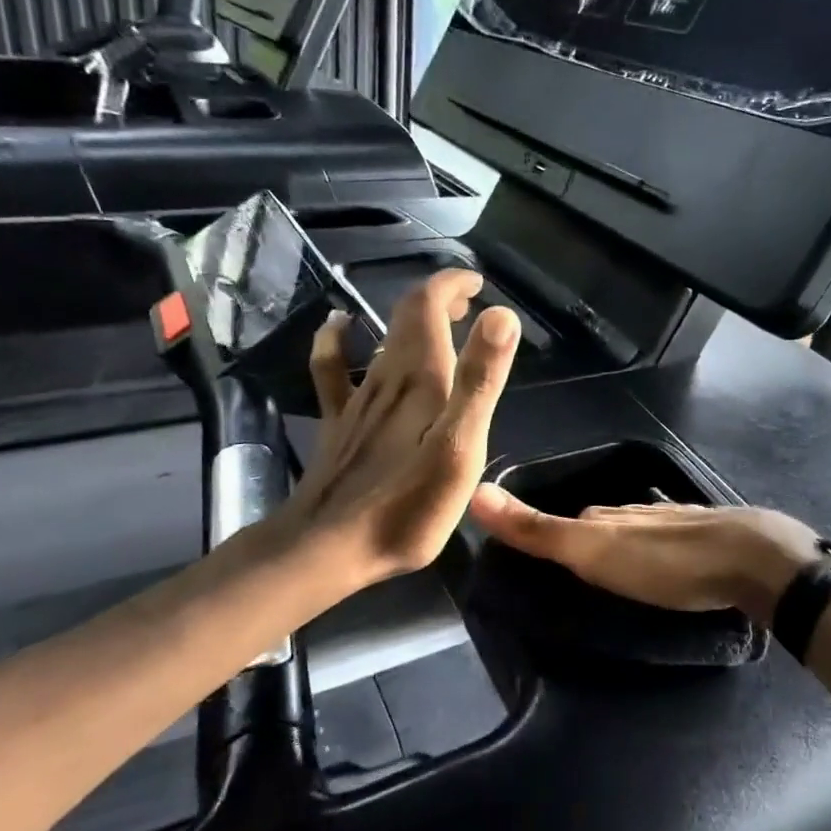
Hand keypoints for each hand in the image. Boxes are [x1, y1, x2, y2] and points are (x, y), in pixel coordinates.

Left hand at [283, 269, 519, 588]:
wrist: (329, 546)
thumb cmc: (408, 505)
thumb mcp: (460, 447)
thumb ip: (480, 382)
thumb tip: (501, 316)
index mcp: (421, 378)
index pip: (430, 305)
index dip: (452, 284)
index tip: (478, 283)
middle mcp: (387, 377)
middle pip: (408, 317)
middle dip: (439, 300)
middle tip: (469, 303)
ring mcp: (358, 399)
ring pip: (383, 339)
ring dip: (411, 320)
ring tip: (439, 319)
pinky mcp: (339, 424)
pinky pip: (333, 369)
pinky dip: (337, 340)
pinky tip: (338, 326)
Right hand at [468, 490, 820, 622]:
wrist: (751, 560)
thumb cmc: (665, 561)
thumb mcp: (592, 551)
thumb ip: (538, 530)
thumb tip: (476, 491)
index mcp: (609, 515)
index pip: (569, 520)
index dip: (551, 534)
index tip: (537, 554)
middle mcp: (639, 513)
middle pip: (603, 524)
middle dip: (587, 541)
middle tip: (573, 571)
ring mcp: (678, 524)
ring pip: (639, 534)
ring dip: (625, 550)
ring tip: (616, 576)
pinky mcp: (710, 541)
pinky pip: (671, 546)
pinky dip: (659, 557)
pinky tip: (665, 572)